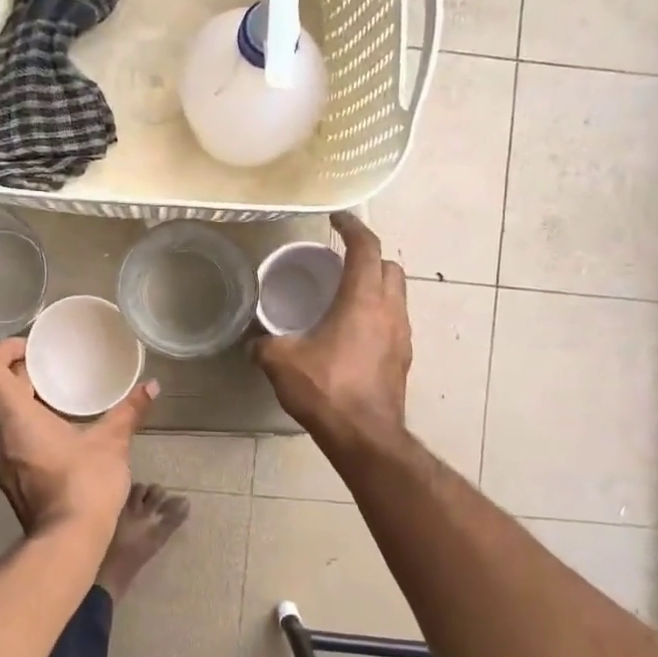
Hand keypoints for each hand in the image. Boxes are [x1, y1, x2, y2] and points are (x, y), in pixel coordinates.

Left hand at [0, 338, 157, 536]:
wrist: (68, 541)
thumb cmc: (85, 484)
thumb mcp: (112, 442)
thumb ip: (129, 411)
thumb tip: (151, 386)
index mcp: (14, 417)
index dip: (3, 349)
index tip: (32, 347)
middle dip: (20, 372)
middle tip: (52, 365)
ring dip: (21, 399)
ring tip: (56, 393)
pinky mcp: (7, 475)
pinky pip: (6, 435)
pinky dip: (24, 421)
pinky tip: (56, 426)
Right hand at [253, 213, 411, 448]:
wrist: (365, 437)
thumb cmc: (326, 390)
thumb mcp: (281, 362)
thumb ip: (264, 346)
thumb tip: (254, 344)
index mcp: (362, 299)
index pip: (366, 247)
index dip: (352, 226)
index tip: (336, 219)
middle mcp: (390, 310)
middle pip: (390, 266)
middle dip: (369, 257)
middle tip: (341, 262)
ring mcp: (402, 335)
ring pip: (397, 295)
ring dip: (377, 287)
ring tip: (347, 297)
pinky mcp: (403, 359)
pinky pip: (395, 323)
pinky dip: (378, 315)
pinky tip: (355, 334)